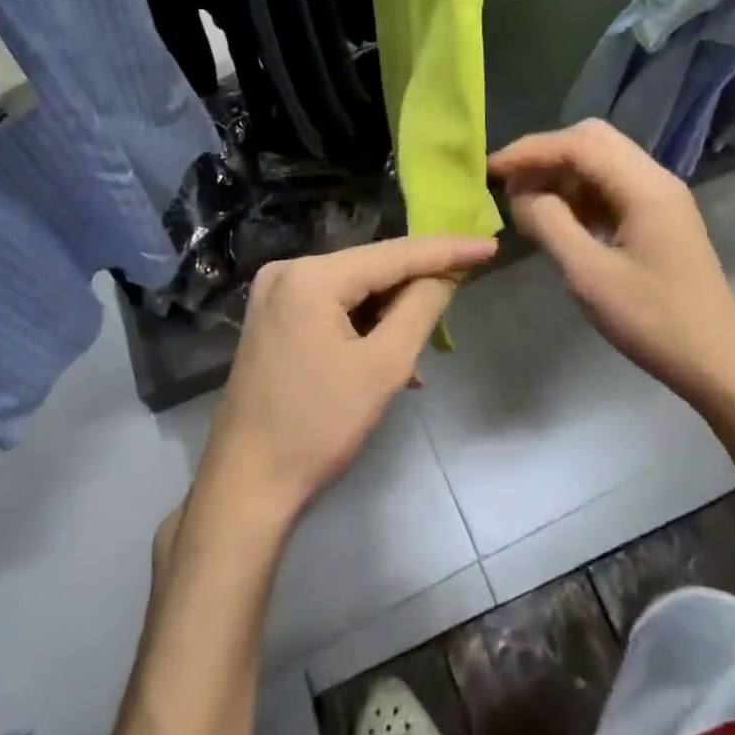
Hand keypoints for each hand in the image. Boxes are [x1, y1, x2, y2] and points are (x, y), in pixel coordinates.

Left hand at [202, 235, 498, 522]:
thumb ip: (420, 309)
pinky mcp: (273, 318)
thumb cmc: (317, 428)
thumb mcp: (382, 368)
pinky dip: (364, 325)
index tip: (489, 245)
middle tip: (463, 287)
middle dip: (417, 283)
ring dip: (391, 311)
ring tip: (424, 344)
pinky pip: (332, 306)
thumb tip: (446, 274)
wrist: (245, 489)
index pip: (394, 254)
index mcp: (311, 276)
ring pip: (353, 288)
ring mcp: (275, 294)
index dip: (446, 250)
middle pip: (371, 267)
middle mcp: (288, 270)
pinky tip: (387, 356)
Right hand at [489, 120, 734, 418]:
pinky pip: (612, 184)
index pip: (578, 144)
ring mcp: (661, 195)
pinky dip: (580, 191)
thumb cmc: (654, 322)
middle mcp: (655, 178)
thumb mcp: (589, 276)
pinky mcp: (659, 215)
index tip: (491, 169)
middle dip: (546, 155)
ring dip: (562, 173)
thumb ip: (549, 224)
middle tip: (510, 183)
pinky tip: (561, 219)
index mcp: (644, 186)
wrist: (719, 364)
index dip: (530, 151)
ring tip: (529, 202)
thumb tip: (520, 192)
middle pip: (592, 139)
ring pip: (601, 159)